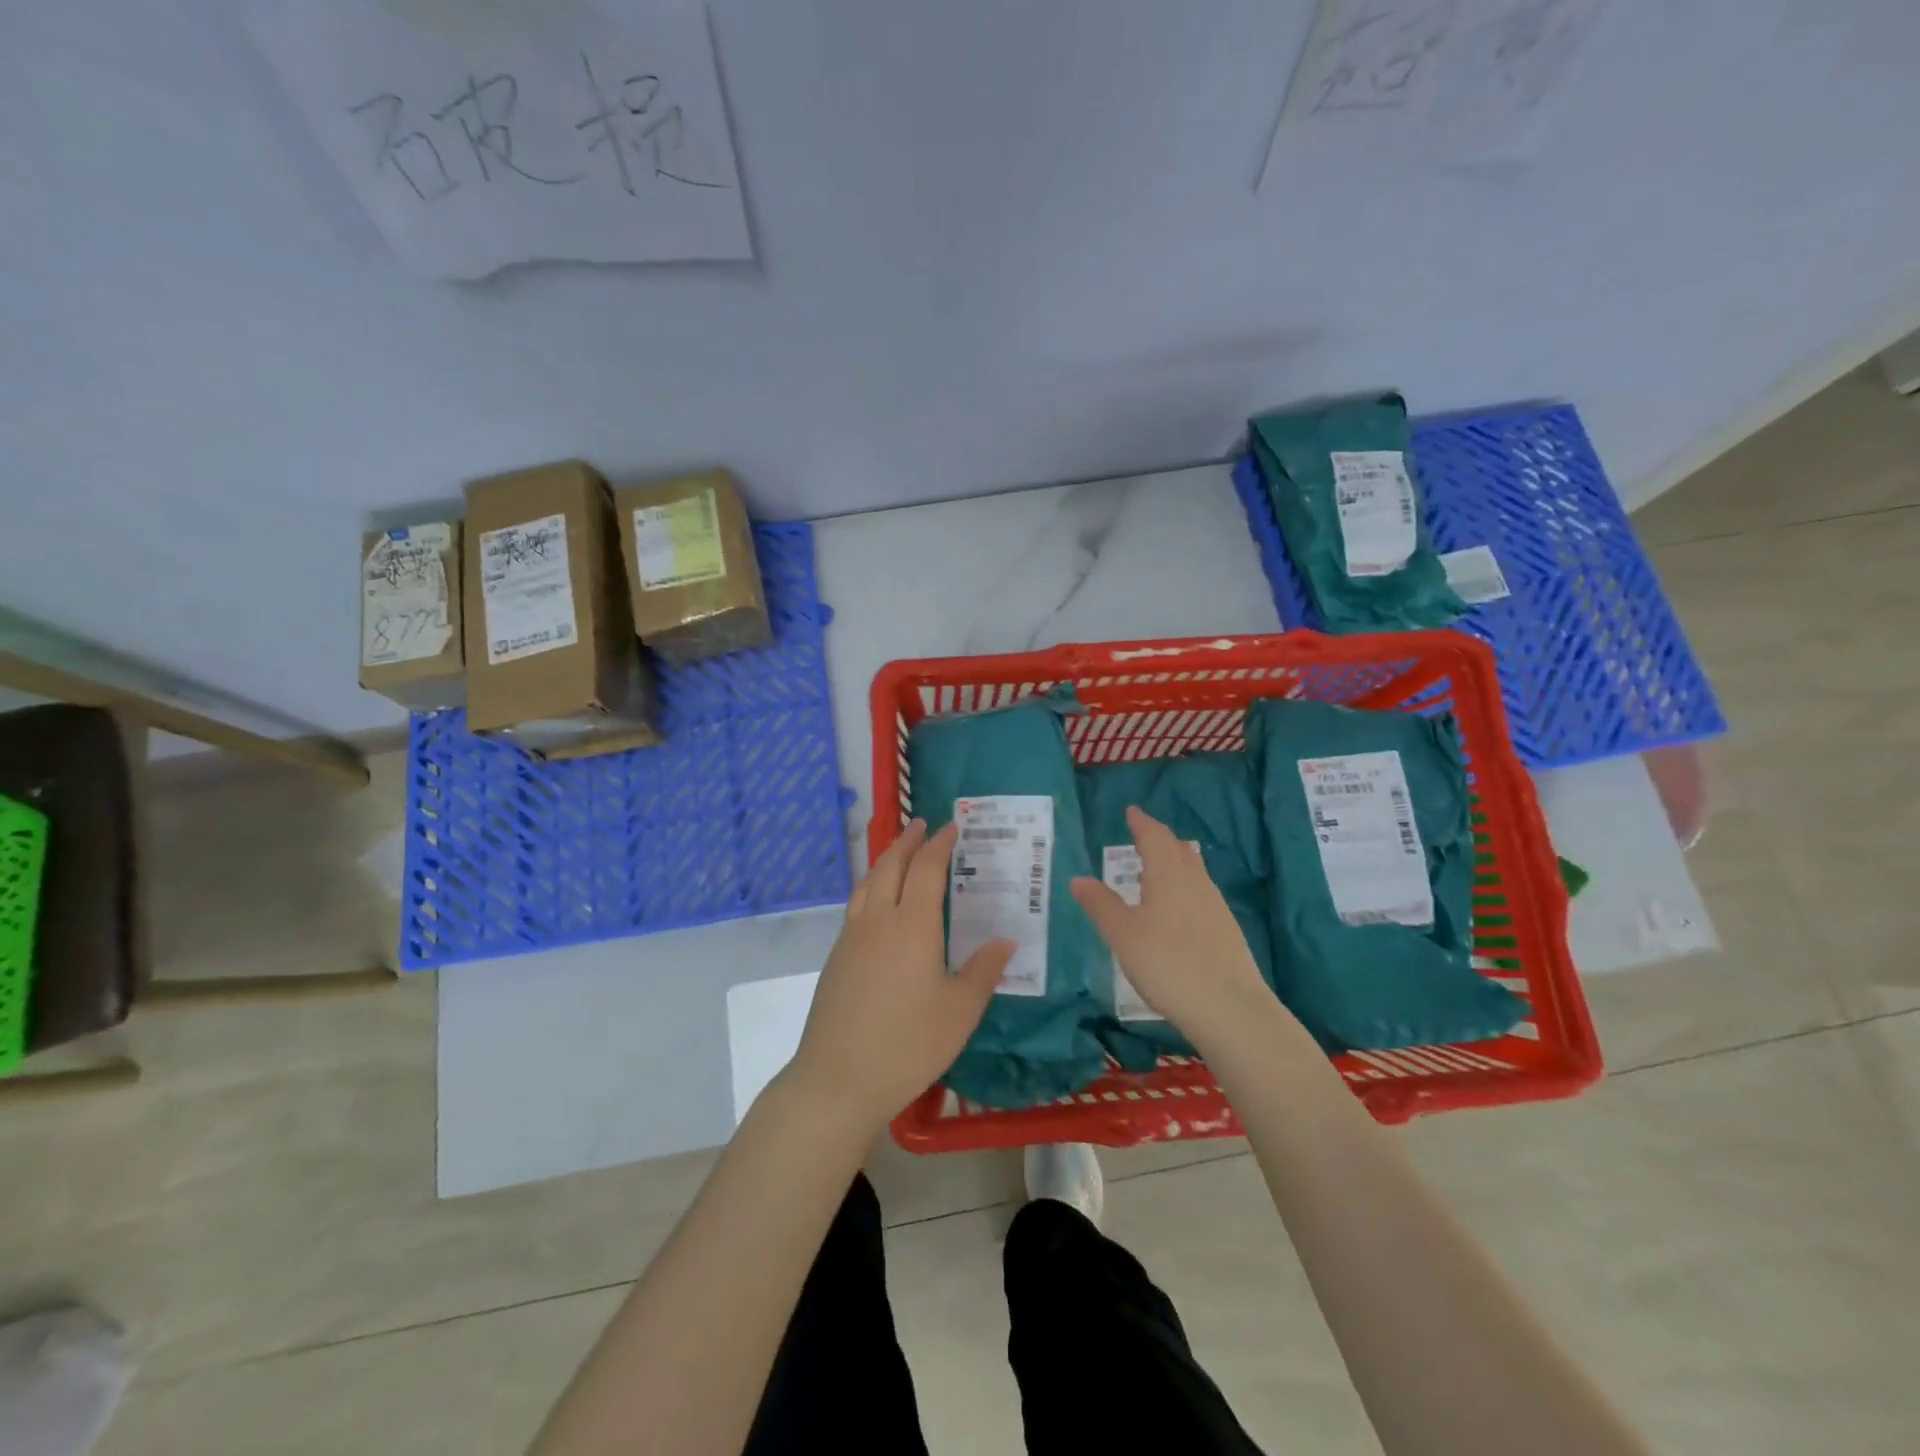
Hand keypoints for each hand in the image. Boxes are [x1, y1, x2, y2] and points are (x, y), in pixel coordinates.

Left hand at [786, 819, 1013, 1131]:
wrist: (838, 1079)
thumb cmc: (908, 1044)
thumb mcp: (960, 1011)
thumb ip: (983, 971)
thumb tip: (1006, 940)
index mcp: (913, 925)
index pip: (927, 869)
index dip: (940, 844)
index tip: (951, 828)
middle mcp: (878, 920)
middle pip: (890, 866)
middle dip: (908, 841)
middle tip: (922, 826)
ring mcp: (851, 938)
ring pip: (868, 883)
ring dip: (886, 860)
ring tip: (899, 854)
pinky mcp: (836, 958)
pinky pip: (856, 905)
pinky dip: (871, 887)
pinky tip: (878, 904)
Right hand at [1070, 806, 1280, 1046]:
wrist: (1229, 1008)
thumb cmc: (1167, 963)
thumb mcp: (1122, 935)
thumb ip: (1100, 904)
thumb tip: (1078, 878)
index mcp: (1168, 874)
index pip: (1154, 836)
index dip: (1141, 822)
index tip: (1132, 811)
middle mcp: (1195, 881)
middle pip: (1178, 849)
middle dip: (1159, 839)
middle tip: (1142, 836)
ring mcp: (1215, 905)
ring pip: (1193, 871)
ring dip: (1174, 862)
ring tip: (1155, 870)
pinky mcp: (1226, 929)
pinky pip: (1200, 892)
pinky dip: (1183, 886)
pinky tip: (1176, 908)